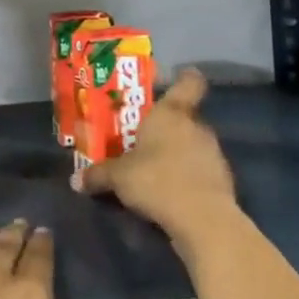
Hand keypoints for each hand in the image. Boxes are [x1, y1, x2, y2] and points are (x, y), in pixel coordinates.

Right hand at [72, 68, 237, 241]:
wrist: (203, 220)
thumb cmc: (156, 180)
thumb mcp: (118, 177)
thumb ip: (98, 175)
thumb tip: (75, 180)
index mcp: (171, 113)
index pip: (189, 82)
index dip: (184, 78)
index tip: (174, 79)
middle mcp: (196, 126)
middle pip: (185, 116)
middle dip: (167, 126)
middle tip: (143, 137)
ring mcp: (214, 152)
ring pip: (193, 143)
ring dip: (178, 152)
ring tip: (155, 168)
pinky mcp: (223, 180)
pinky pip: (201, 169)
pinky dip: (188, 175)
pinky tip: (171, 191)